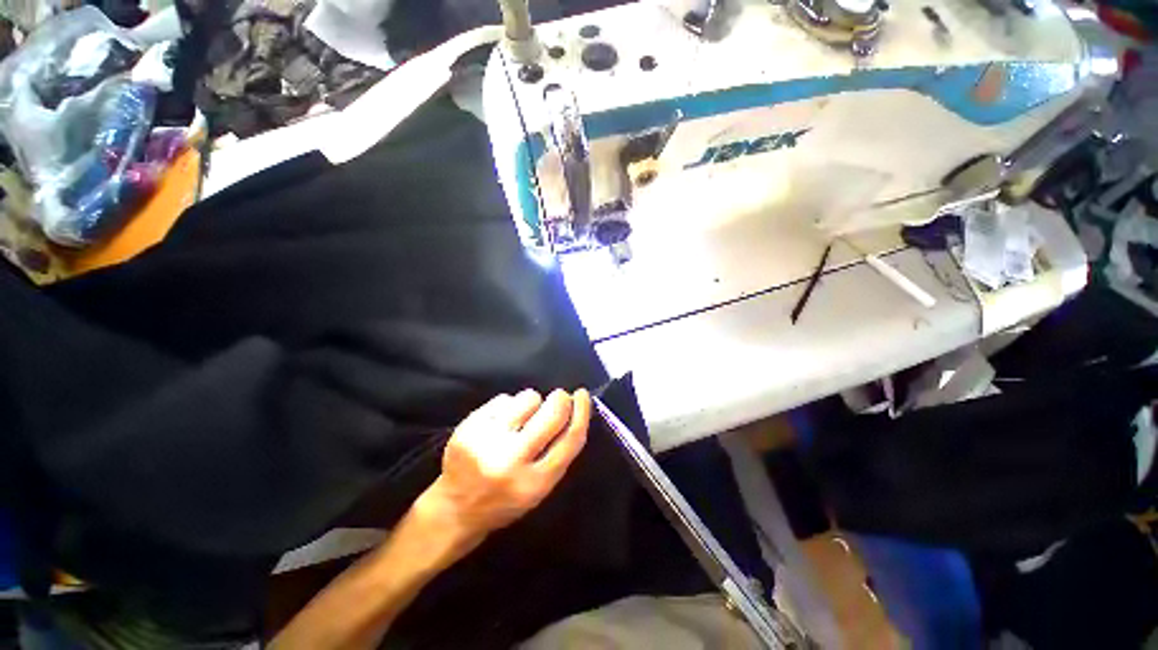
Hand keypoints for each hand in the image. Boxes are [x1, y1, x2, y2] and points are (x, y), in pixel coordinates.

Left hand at [419, 388, 590, 546]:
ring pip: (528, 397)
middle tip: (558, 398)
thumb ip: (559, 453)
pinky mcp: (468, 427)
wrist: (455, 509)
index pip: (570, 439)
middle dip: (560, 399)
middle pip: (552, 413)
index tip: (583, 395)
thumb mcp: (540, 487)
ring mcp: (487, 441)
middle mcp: (511, 461)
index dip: (582, 412)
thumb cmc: (505, 499)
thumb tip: (573, 409)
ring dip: (532, 403)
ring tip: (521, 418)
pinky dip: (508, 406)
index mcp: (535, 483)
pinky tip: (500, 422)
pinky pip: (504, 398)